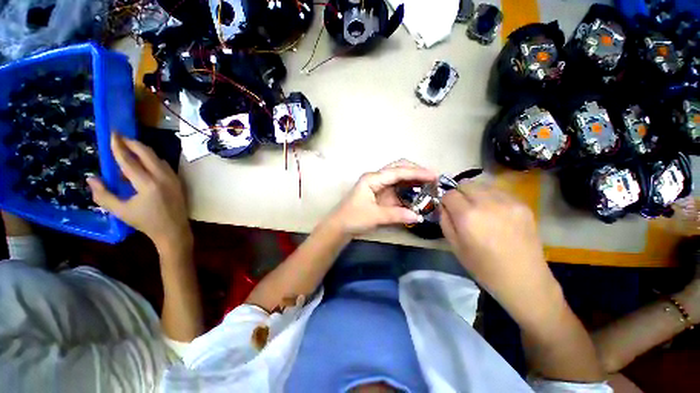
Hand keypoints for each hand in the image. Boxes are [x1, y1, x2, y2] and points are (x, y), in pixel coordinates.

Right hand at [87, 134, 191, 251]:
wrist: (174, 230)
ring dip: (143, 151)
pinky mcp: (178, 181)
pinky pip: (164, 165)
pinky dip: (152, 160)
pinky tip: (143, 163)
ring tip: (129, 149)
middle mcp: (163, 177)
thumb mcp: (121, 211)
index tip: (112, 134)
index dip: (119, 147)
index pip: (129, 161)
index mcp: (148, 184)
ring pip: (157, 158)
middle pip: (147, 154)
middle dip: (133, 143)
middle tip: (120, 138)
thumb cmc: (146, 222)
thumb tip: (91, 178)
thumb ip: (103, 195)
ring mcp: (173, 178)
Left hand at [328, 160, 436, 235]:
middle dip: (416, 171)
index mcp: (373, 178)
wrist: (339, 226)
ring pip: (398, 177)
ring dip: (413, 179)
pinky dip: (407, 189)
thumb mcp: (375, 216)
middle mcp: (376, 178)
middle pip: (399, 168)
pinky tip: (417, 193)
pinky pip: (396, 187)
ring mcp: (378, 185)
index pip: (398, 172)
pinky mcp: (380, 193)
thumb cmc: (353, 218)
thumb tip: (419, 216)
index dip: (417, 173)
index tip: (434, 175)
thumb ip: (396, 215)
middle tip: (432, 178)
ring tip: (429, 184)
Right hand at [440, 181, 560, 324]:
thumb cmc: (483, 267)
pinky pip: (499, 192)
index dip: (446, 201)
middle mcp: (487, 203)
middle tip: (462, 208)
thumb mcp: (454, 245)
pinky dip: (491, 197)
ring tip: (479, 209)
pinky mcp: (523, 204)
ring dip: (475, 193)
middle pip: (466, 183)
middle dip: (459, 193)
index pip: (449, 194)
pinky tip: (495, 213)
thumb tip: (443, 205)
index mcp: (468, 216)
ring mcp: (508, 202)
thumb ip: (445, 220)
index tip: (448, 209)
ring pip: (483, 185)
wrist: (523, 279)